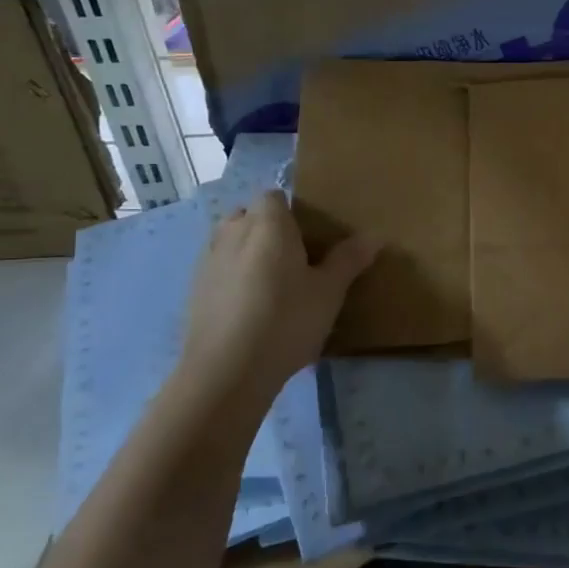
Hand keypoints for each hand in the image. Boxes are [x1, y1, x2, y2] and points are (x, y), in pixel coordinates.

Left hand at [178, 190, 377, 398]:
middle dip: (267, 228)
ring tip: (273, 282)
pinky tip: (251, 308)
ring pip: (230, 241)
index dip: (291, 210)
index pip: (274, 196)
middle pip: (248, 215)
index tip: (310, 234)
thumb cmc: (286, 320)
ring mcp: (207, 261)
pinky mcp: (194, 291)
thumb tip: (374, 236)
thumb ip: (349, 260)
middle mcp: (232, 233)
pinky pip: (219, 270)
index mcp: (267, 224)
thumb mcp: (329, 292)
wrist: (226, 371)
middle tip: (295, 257)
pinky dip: (233, 278)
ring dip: (248, 251)